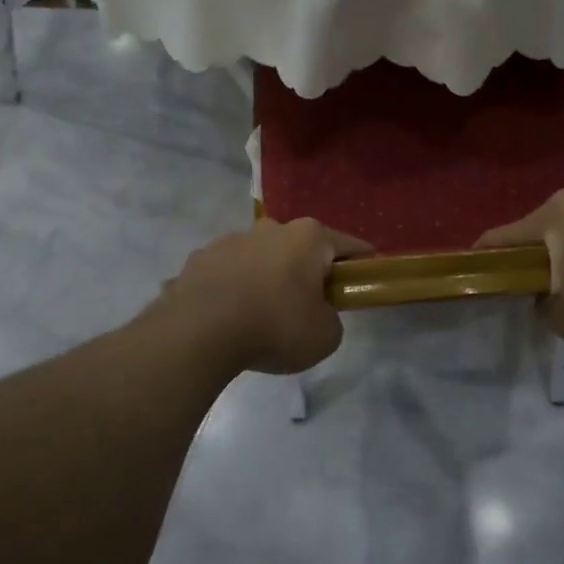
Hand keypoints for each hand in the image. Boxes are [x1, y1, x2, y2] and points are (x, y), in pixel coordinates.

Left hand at [157, 218, 371, 374]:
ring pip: (259, 258)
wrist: (199, 332)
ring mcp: (229, 241)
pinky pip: (226, 275)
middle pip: (299, 249)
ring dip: (266, 278)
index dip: (361, 263)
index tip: (365, 277)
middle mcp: (270, 228)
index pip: (348, 245)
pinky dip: (233, 290)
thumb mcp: (326, 335)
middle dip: (306, 271)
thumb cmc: (276, 326)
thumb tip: (315, 313)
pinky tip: (229, 319)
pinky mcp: (198, 260)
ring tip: (261, 316)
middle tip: (309, 305)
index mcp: (308, 237)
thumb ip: (331, 318)